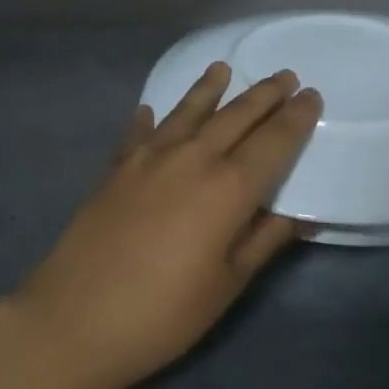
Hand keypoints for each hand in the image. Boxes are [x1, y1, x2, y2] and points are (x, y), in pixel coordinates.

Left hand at [16, 63, 321, 388]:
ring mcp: (148, 158)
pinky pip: (139, 132)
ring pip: (188, 111)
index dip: (296, 117)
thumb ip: (266, 240)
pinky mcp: (116, 169)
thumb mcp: (229, 284)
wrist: (75, 320)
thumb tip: (302, 214)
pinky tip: (150, 109)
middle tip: (286, 76)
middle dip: (265, 94)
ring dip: (210, 88)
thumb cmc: (165, 313)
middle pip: (236, 115)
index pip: (274, 140)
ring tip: (223, 69)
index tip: (313, 96)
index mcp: (229, 187)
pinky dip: (149, 118)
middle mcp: (192, 158)